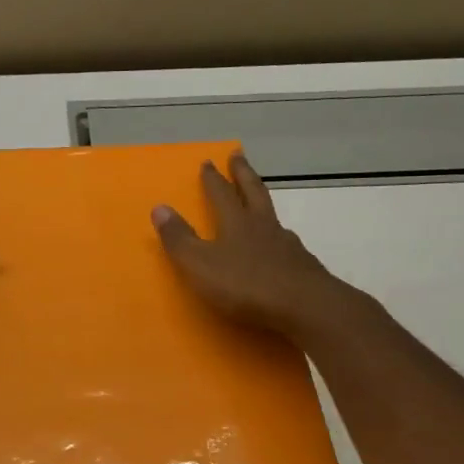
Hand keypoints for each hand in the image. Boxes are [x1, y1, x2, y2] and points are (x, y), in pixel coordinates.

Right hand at [152, 153, 367, 342]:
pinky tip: (279, 248)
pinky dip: (278, 239)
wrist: (305, 307)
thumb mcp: (200, 264)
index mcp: (237, 224)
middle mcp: (264, 227)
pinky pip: (286, 244)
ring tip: (260, 203)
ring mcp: (288, 246)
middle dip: (243, 174)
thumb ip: (179, 238)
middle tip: (239, 155)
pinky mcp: (303, 267)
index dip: (213, 179)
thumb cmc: (246, 285)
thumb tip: (159, 207)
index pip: (222, 194)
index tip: (208, 162)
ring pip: (273, 218)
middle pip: (254, 192)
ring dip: (264, 205)